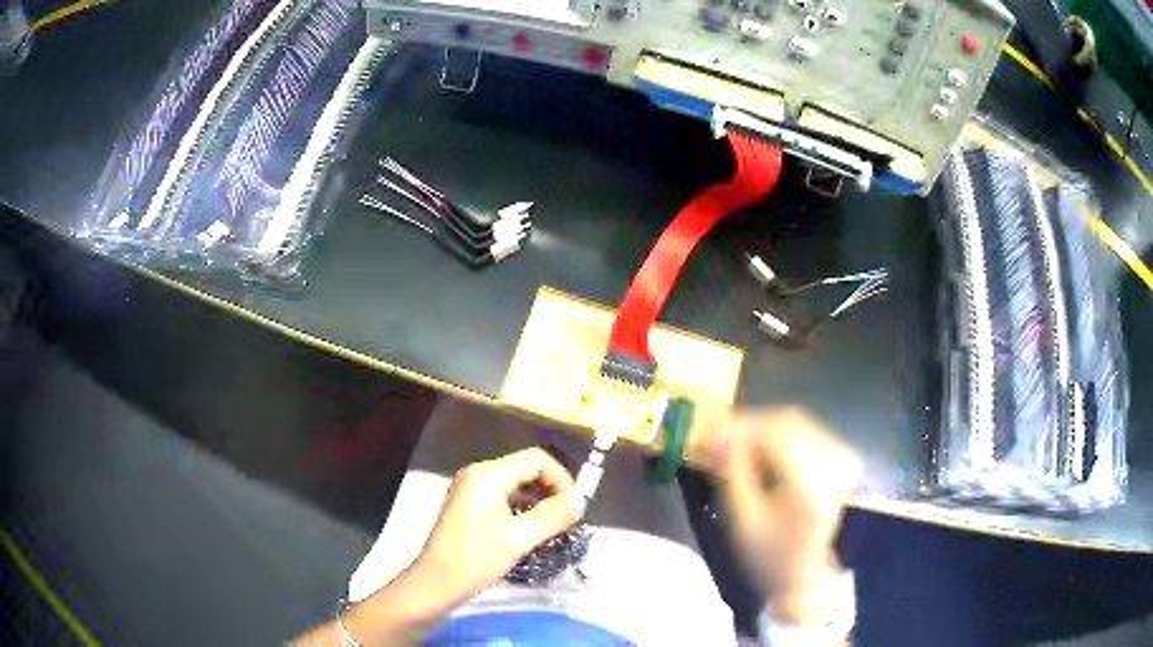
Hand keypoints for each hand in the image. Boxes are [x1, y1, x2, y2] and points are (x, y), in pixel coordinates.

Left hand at [295, 448, 584, 646]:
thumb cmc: (476, 559)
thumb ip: (554, 515)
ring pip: (515, 483)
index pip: (537, 459)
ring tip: (552, 527)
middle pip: (526, 468)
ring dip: (538, 500)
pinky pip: (503, 495)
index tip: (575, 508)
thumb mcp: (520, 538)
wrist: (436, 583)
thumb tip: (582, 498)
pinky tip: (528, 530)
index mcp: (488, 474)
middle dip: (551, 490)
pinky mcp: (467, 504)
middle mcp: (477, 473)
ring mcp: (469, 488)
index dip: (562, 479)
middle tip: (567, 519)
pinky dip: (521, 507)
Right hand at [715, 408, 861, 624]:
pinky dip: (778, 433)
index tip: (708, 429)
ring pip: (796, 422)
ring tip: (734, 441)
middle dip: (750, 424)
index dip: (741, 427)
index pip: (776, 436)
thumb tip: (714, 433)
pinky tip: (758, 447)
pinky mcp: (840, 458)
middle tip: (718, 434)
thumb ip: (731, 472)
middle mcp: (833, 466)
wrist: (802, 574)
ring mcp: (841, 460)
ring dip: (762, 427)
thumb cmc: (768, 555)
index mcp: (811, 487)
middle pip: (788, 423)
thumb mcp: (742, 520)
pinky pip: (806, 430)